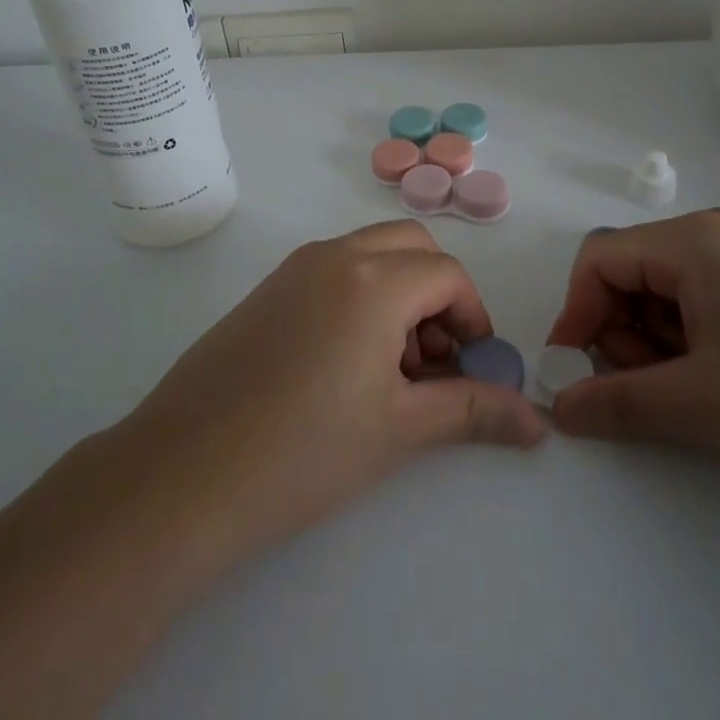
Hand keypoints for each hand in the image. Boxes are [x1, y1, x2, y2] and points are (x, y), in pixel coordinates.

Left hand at [112, 220, 545, 576]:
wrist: (183, 473)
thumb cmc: (304, 452)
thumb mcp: (399, 429)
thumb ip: (472, 411)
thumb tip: (536, 422)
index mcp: (373, 279)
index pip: (448, 275)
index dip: (472, 317)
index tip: (469, 367)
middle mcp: (334, 255)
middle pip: (411, 246)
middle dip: (437, 293)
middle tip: (431, 359)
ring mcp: (294, 268)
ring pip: (370, 252)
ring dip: (398, 291)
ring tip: (389, 368)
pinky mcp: (267, 289)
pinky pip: (333, 269)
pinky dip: (360, 294)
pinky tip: (343, 364)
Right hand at [545, 209, 719, 466]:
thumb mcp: (702, 403)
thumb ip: (620, 403)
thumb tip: (560, 407)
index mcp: (689, 242)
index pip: (599, 261)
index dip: (576, 314)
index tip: (577, 371)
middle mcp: (715, 232)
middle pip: (634, 271)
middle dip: (624, 330)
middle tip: (652, 388)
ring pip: (672, 285)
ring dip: (662, 336)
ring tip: (699, 388)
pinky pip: (711, 292)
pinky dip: (698, 332)